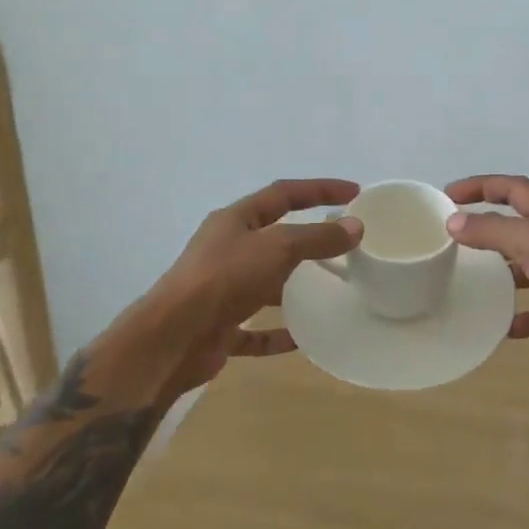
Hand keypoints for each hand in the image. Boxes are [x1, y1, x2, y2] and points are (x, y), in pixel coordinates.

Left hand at [150, 178, 361, 391]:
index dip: (319, 189)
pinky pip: (255, 329)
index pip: (283, 194)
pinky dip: (276, 332)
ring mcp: (221, 289)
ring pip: (264, 283)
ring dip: (292, 286)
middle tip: (342, 243)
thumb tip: (355, 226)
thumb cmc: (225, 278)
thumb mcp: (277, 248)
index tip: (354, 192)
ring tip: (328, 290)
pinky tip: (300, 339)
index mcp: (235, 220)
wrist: (173, 338)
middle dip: (307, 238)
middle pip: (273, 237)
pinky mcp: (220, 327)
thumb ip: (317, 237)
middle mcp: (226, 250)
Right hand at [445, 175, 528, 365]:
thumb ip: (494, 231)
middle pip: (521, 228)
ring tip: (472, 282)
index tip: (449, 195)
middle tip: (456, 240)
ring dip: (504, 274)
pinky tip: (503, 328)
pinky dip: (524, 317)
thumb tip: (453, 222)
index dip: (482, 186)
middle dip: (490, 230)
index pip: (515, 189)